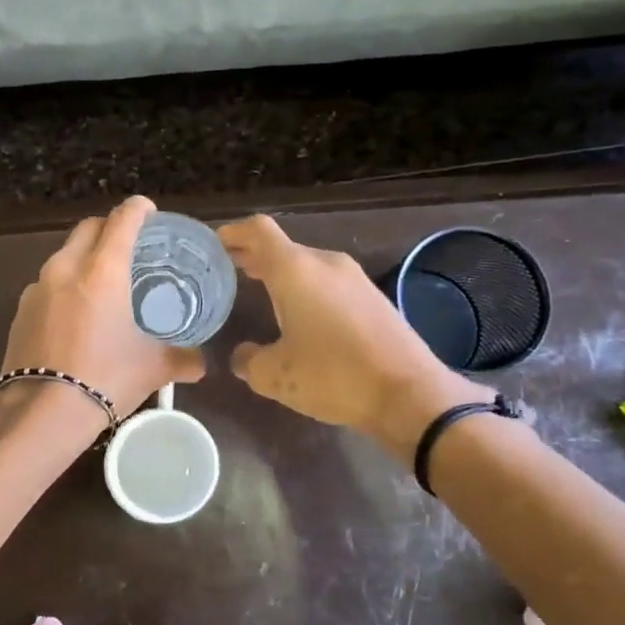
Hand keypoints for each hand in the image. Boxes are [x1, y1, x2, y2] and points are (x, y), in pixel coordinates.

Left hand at [0, 197, 205, 437]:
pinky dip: (64, 286)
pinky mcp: (20, 310)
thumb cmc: (105, 379)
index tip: (149, 211)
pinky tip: (75, 314)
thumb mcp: (152, 368)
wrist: (42, 413)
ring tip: (102, 282)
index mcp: (103, 270)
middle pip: (88, 228)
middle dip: (109, 228)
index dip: (138, 210)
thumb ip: (182, 359)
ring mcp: (37, 288)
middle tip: (128, 246)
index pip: (122, 220)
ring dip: (84, 257)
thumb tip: (202, 364)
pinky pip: (47, 284)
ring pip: (64, 255)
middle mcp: (66, 268)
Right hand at [217, 214, 491, 457]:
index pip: (258, 231)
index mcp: (296, 270)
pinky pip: (328, 283)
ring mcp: (354, 278)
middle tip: (229, 269)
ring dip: (282, 273)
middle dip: (254, 256)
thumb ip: (249, 360)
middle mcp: (326, 263)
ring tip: (259, 288)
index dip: (234, 233)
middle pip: (283, 247)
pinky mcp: (373, 297)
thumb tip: (242, 356)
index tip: (215, 244)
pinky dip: (306, 289)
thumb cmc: (333, 376)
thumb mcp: (276, 376)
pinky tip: (299, 314)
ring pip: (307, 265)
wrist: (409, 394)